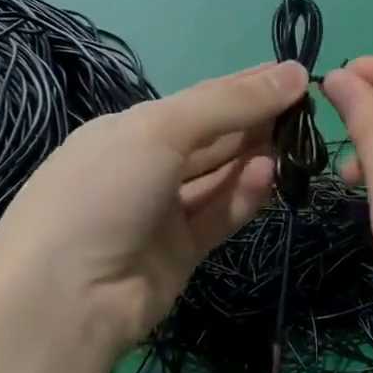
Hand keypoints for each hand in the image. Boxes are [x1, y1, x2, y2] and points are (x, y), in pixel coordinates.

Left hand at [0, 61, 308, 355]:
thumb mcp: (161, 130)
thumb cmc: (104, 192)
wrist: (65, 299)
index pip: (198, 100)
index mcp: (128, 130)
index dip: (244, 87)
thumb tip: (294, 73)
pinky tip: (270, 176)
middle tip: (306, 109)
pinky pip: (219, 213)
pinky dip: (245, 195)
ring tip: (294, 142)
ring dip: (255, 158)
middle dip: (256, 121)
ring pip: (220, 176)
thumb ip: (229, 103)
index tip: (294, 75)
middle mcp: (145, 167)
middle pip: (212, 137)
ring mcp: (162, 211)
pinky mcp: (181, 251)